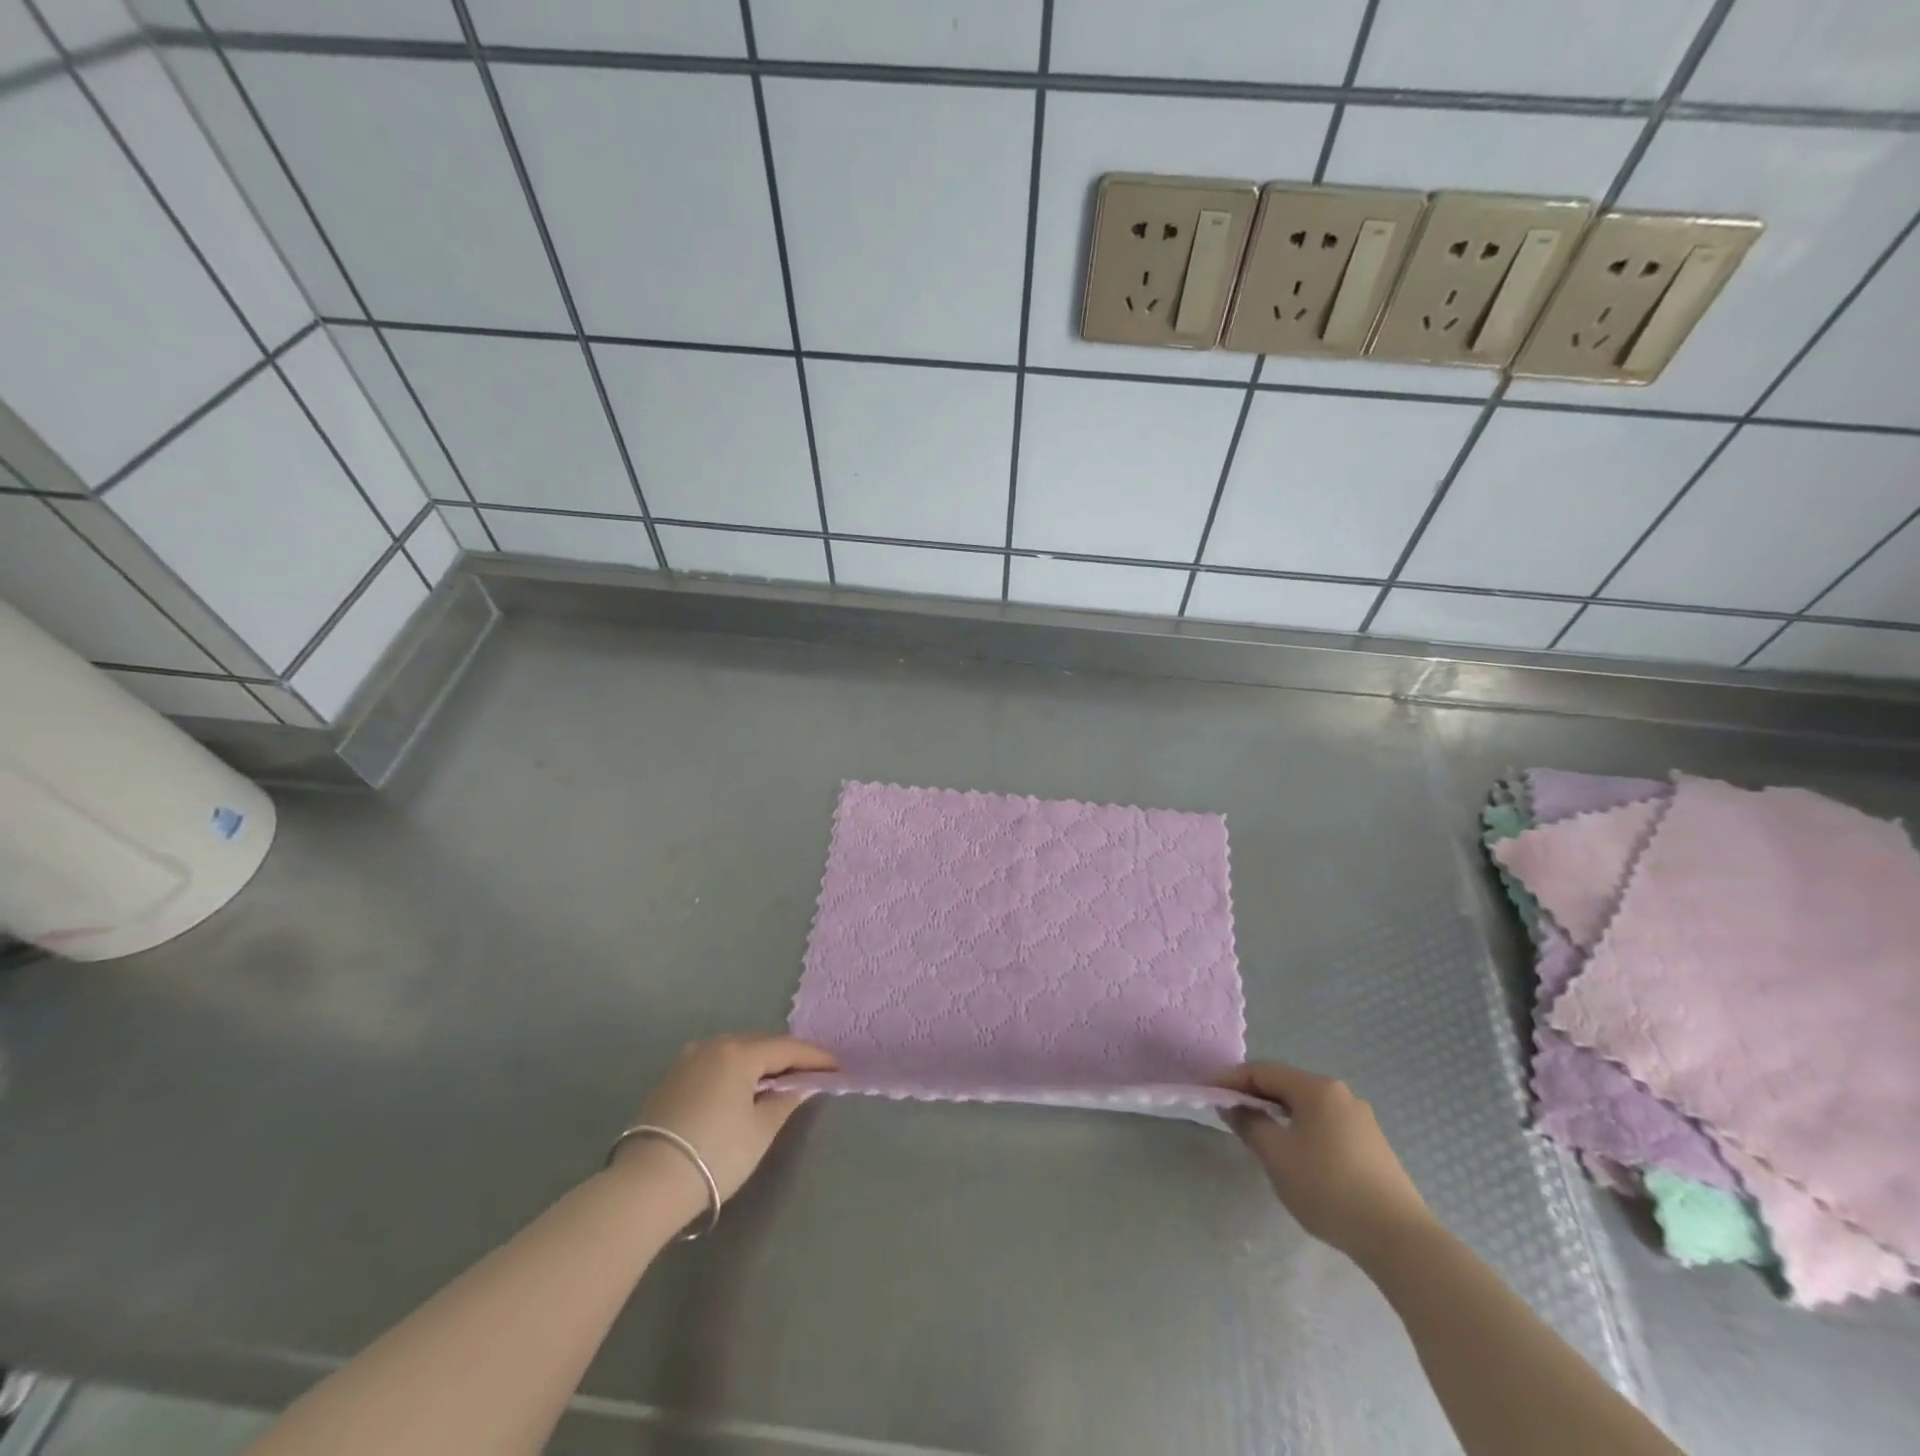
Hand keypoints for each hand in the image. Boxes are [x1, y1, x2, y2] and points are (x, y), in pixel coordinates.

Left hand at [619, 1035, 837, 1202]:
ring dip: (759, 1064)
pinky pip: (713, 1066)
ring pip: (735, 1053)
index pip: (788, 1048)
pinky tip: (740, 1091)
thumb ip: (787, 1101)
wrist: (646, 1186)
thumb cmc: (715, 1155)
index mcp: (738, 1052)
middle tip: (811, 1074)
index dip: (815, 1057)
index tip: (838, 1067)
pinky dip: (734, 1073)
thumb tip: (803, 1084)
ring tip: (777, 1082)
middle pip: (760, 1044)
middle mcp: (712, 1046)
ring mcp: (687, 1061)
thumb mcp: (760, 1131)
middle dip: (787, 1057)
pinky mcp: (669, 1081)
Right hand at [1214, 1062, 1433, 1260]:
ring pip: (1306, 1106)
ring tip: (1257, 1134)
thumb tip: (1234, 1106)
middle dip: (1254, 1096)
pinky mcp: (1372, 1146)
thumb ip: (1249, 1123)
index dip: (1230, 1079)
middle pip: (1286, 1085)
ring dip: (1278, 1114)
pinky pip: (1325, 1124)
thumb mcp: (1277, 1155)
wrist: (1399, 1239)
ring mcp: (1361, 1120)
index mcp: (1316, 1088)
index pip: (1262, 1071)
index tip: (1206, 1092)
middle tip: (1228, 1113)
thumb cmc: (1328, 1188)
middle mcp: (1340, 1094)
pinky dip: (1300, 1129)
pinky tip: (1295, 1154)